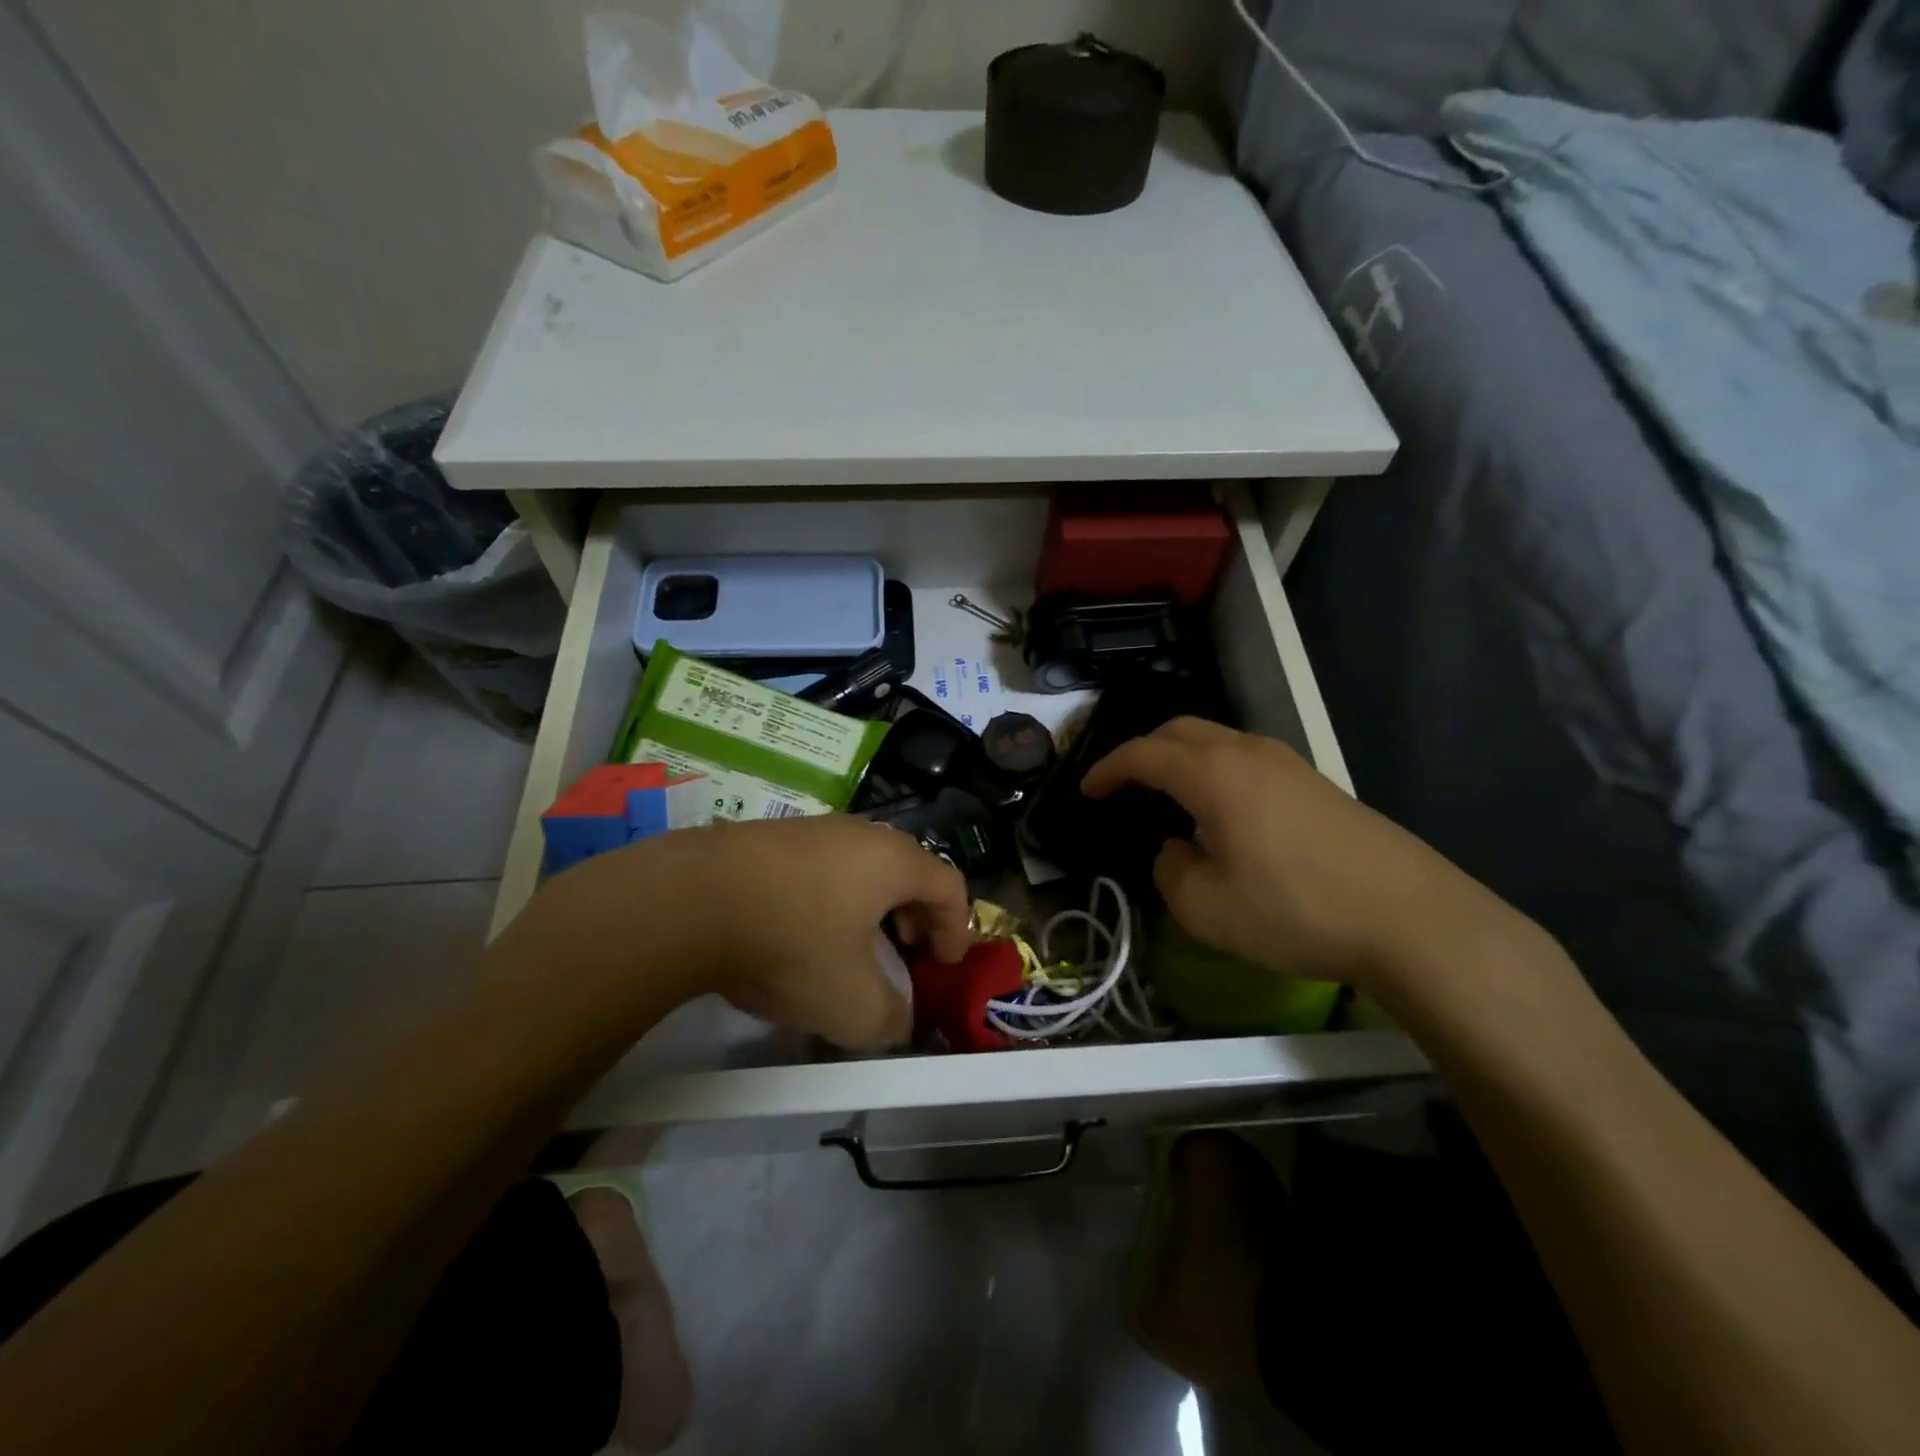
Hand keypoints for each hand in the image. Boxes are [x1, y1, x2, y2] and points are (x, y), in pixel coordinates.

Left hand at [512, 816, 969, 1050]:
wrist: (689, 901)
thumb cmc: (791, 944)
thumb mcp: (851, 1004)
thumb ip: (890, 1021)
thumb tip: (896, 1022)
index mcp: (892, 861)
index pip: (950, 885)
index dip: (958, 928)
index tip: (945, 966)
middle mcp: (858, 833)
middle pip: (906, 870)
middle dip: (914, 916)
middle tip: (905, 953)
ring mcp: (811, 828)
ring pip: (859, 866)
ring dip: (868, 908)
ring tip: (850, 948)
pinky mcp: (768, 836)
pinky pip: (818, 867)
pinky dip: (827, 899)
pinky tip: (798, 934)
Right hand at [1082, 718, 1521, 995]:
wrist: (1411, 919)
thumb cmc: (1295, 910)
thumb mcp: (1205, 908)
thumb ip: (1170, 870)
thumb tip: (1176, 848)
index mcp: (1213, 774)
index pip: (1143, 754)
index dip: (1108, 769)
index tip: (1087, 790)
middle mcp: (1249, 753)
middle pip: (1180, 730)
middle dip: (1143, 751)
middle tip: (1123, 784)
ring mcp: (1290, 763)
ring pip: (1218, 740)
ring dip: (1182, 758)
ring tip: (1168, 795)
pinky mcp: (1317, 784)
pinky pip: (1247, 759)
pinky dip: (1216, 770)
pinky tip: (1222, 811)